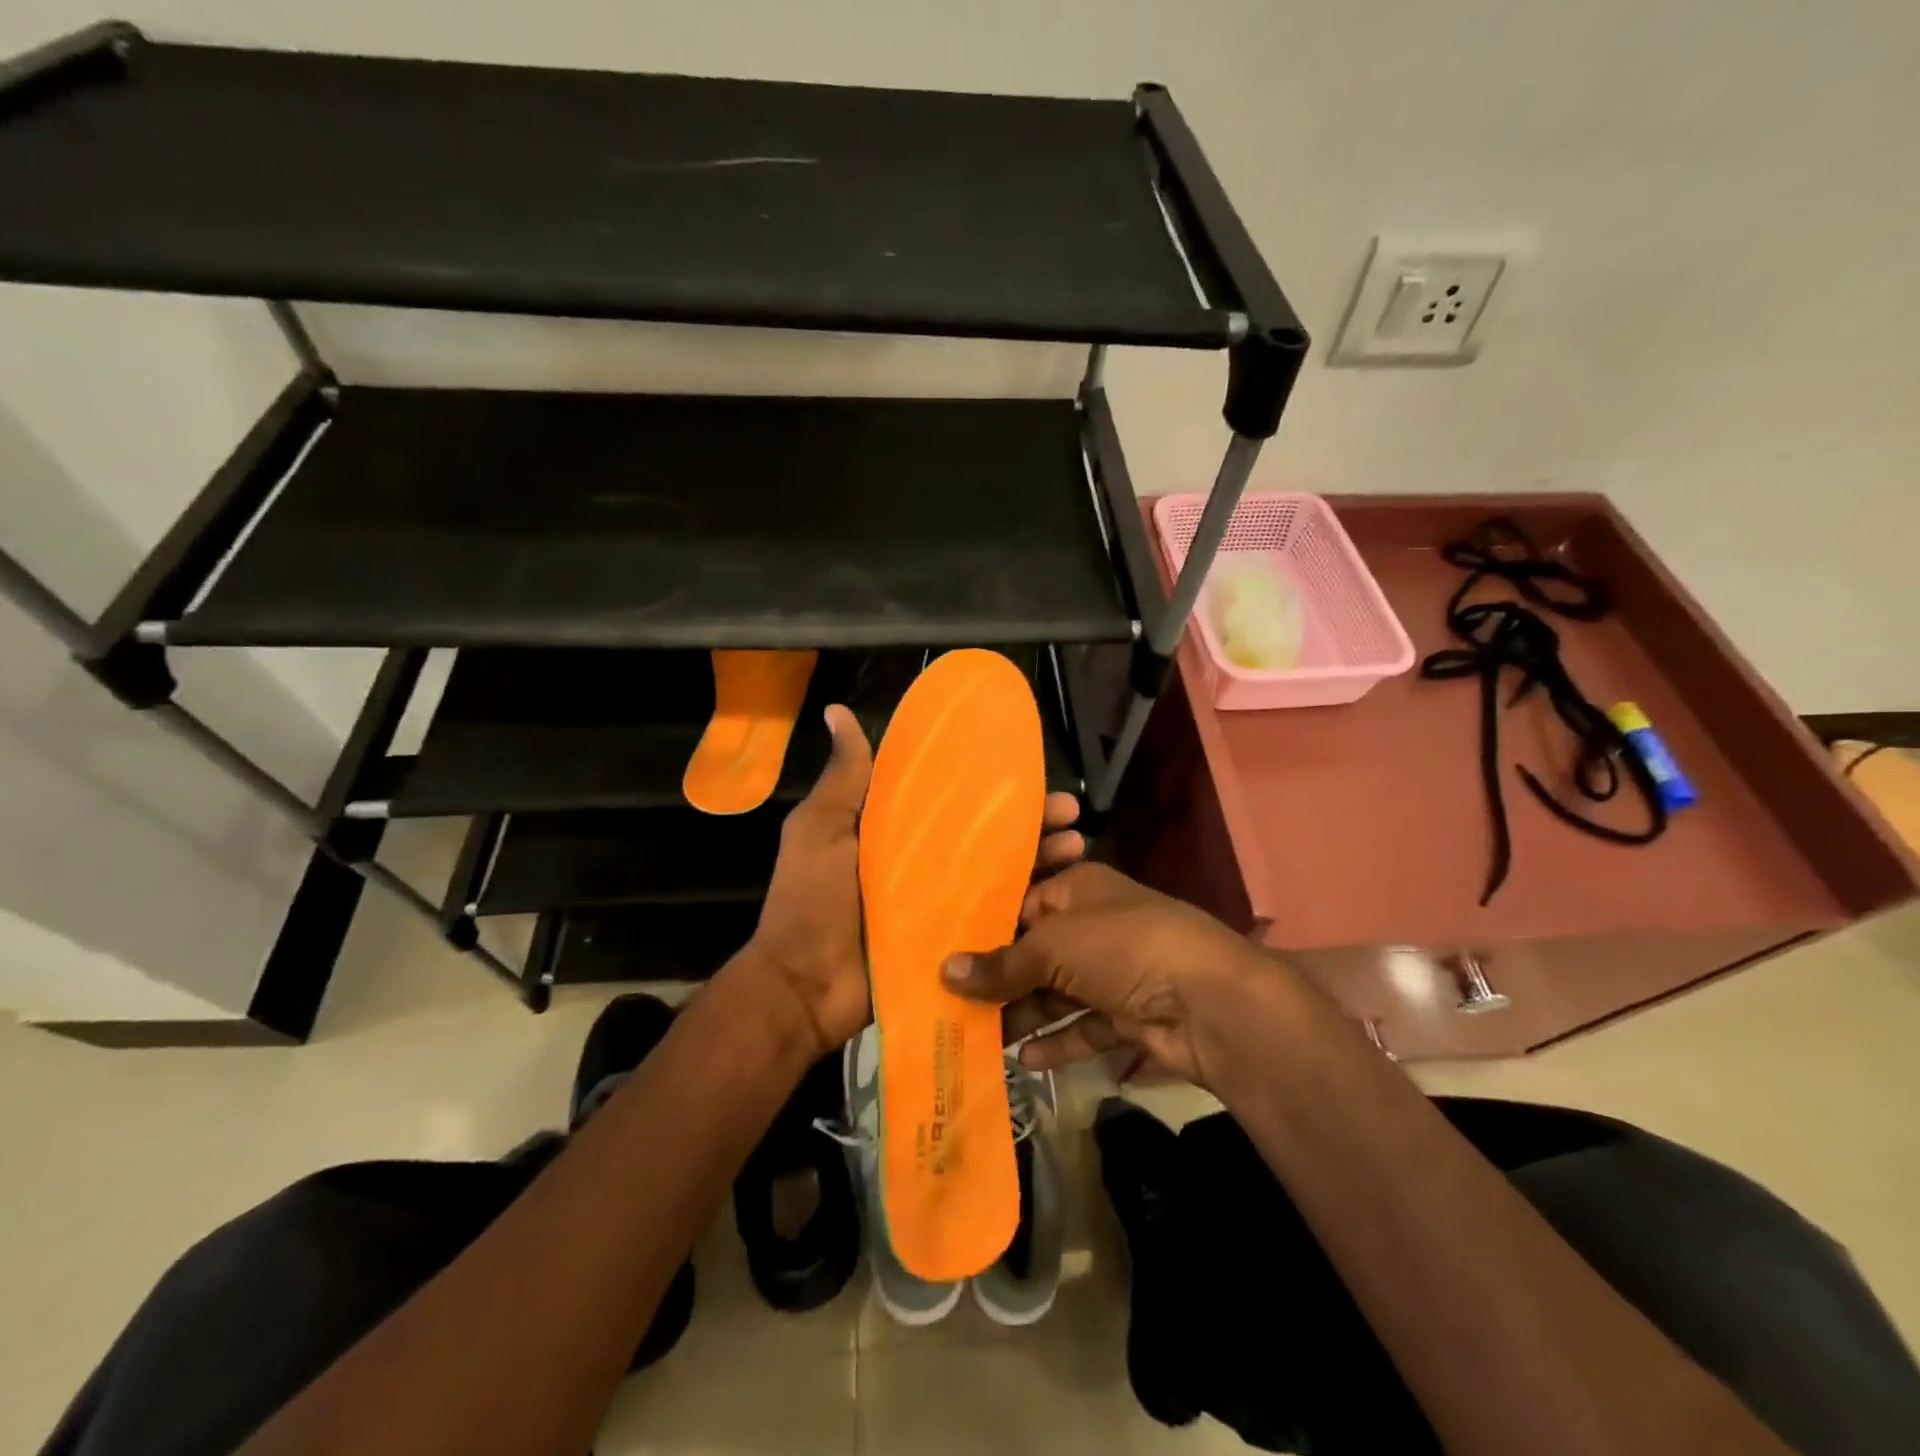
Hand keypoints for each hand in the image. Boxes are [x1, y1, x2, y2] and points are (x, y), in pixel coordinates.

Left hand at [745, 704, 1087, 1060]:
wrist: (803, 988)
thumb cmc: (810, 900)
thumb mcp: (820, 828)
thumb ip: (844, 777)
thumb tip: (837, 711)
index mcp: (898, 832)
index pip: (956, 800)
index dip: (992, 785)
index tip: (1030, 769)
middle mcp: (927, 864)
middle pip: (989, 836)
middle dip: (1032, 821)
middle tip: (1070, 810)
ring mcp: (943, 906)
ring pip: (1002, 875)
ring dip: (1041, 861)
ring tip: (1078, 845)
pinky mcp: (954, 944)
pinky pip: (996, 922)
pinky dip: (1029, 910)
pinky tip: (1066, 899)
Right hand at [940, 862, 1276, 1089]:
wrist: (1211, 1002)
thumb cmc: (1123, 948)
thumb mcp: (1054, 946)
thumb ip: (1001, 964)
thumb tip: (944, 971)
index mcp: (1079, 889)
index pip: (1021, 904)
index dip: (985, 931)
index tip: (945, 956)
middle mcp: (1095, 926)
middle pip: (1037, 953)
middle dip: (1000, 980)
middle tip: (952, 1004)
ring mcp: (1114, 972)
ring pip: (1057, 993)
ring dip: (1024, 1015)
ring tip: (978, 1038)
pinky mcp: (1129, 1014)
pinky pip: (1084, 1026)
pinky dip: (1058, 1042)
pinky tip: (1025, 1060)